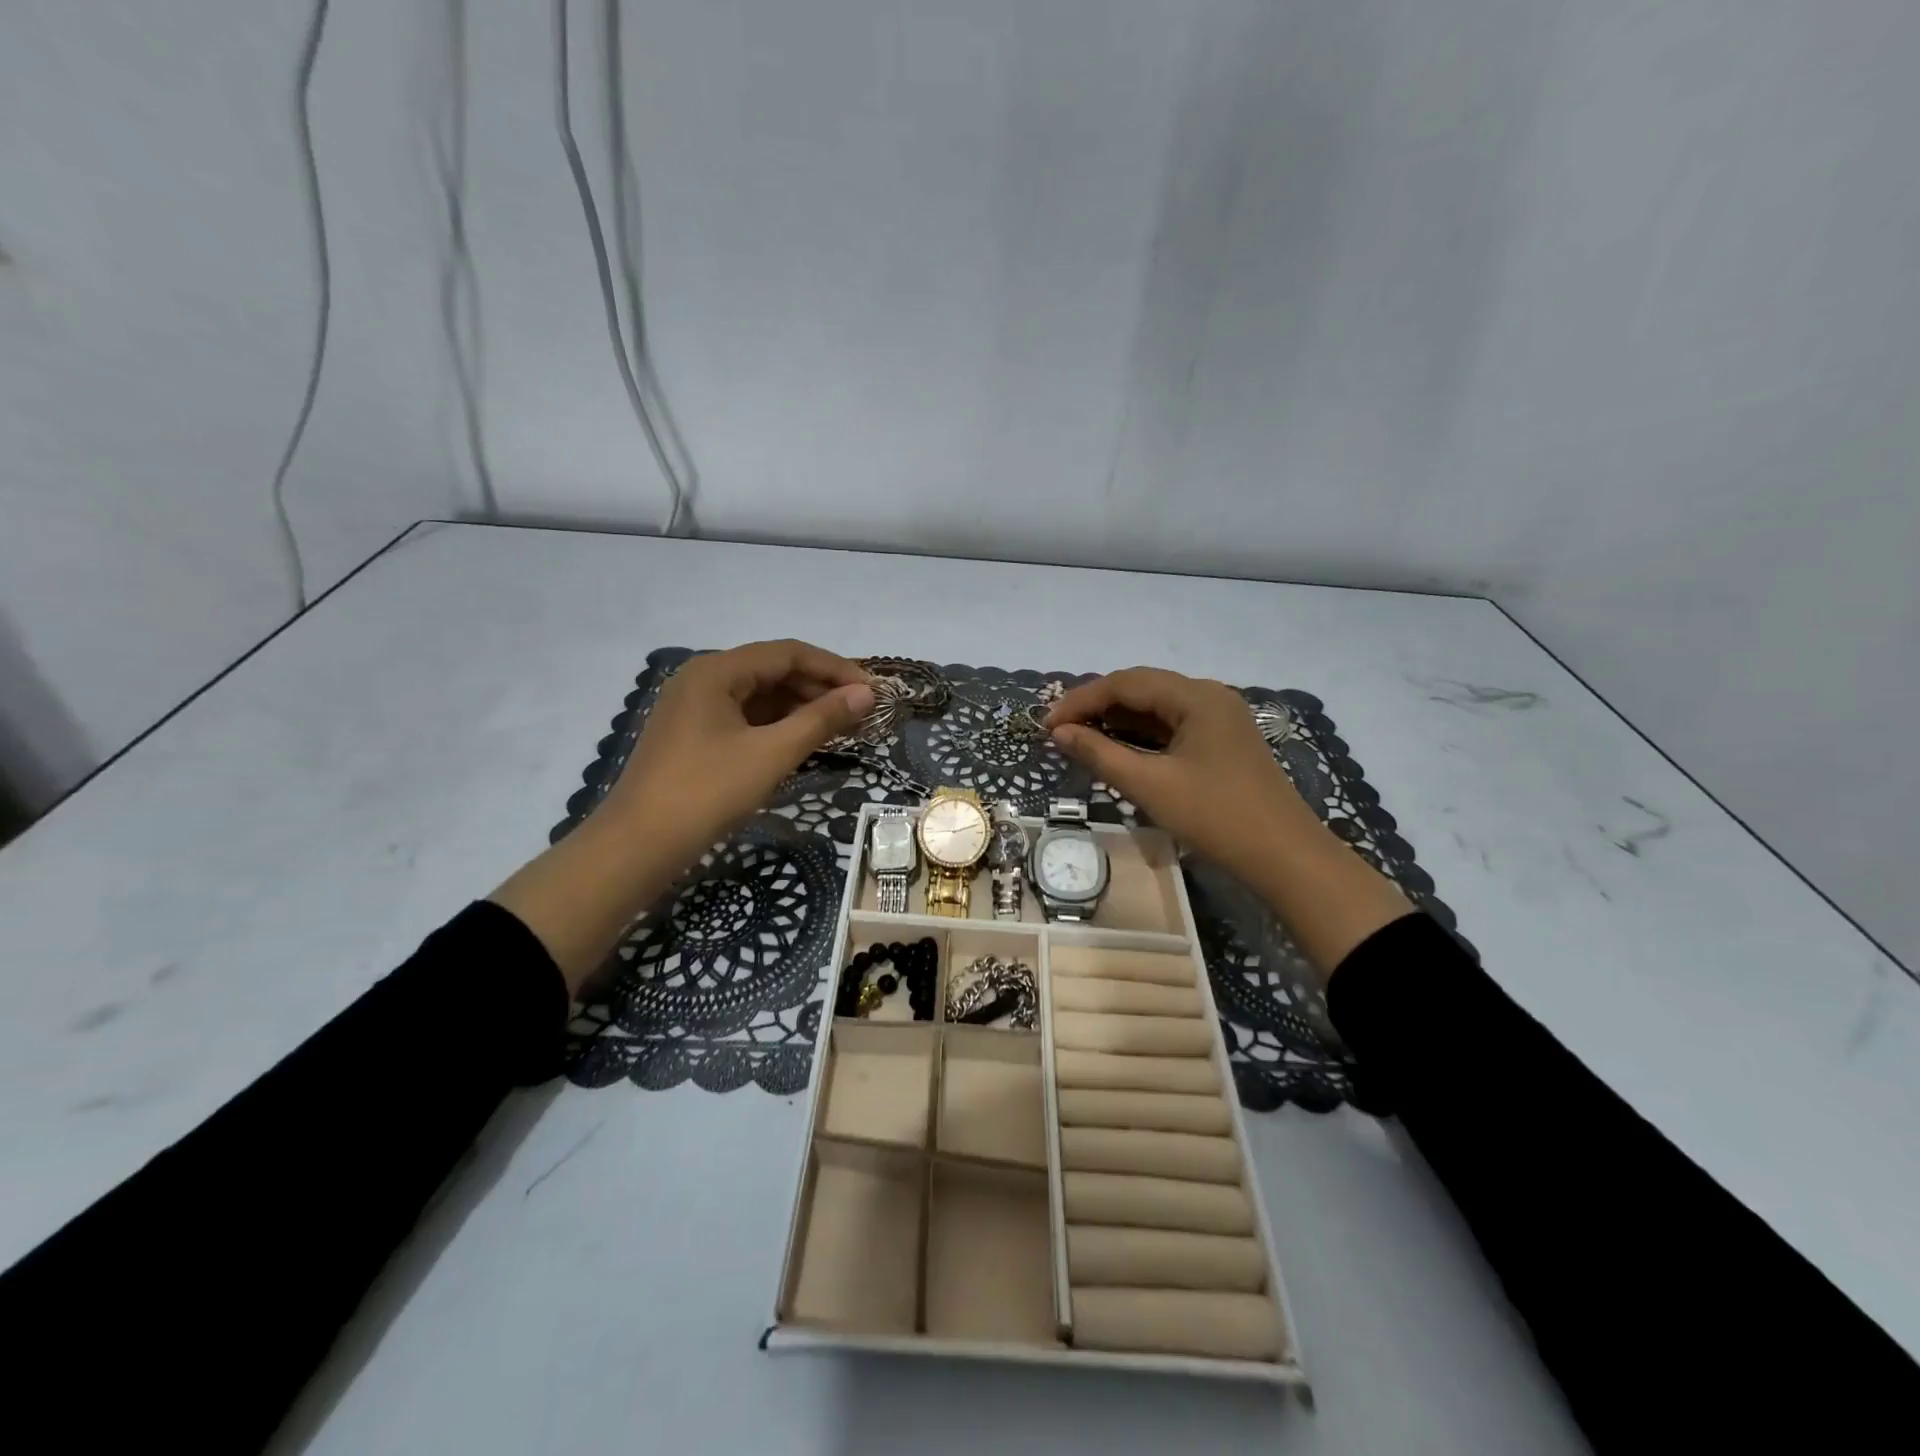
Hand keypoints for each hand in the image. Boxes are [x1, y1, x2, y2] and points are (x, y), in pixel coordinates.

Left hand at [604, 640, 873, 863]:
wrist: (637, 846)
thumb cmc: (707, 792)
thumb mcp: (771, 754)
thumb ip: (821, 719)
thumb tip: (866, 694)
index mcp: (716, 670)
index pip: (788, 653)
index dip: (835, 668)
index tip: (873, 690)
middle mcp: (703, 679)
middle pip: (773, 671)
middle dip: (820, 688)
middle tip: (861, 713)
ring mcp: (695, 708)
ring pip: (760, 696)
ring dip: (801, 708)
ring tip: (841, 728)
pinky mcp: (694, 735)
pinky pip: (746, 719)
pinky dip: (777, 726)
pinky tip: (804, 741)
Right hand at [1047, 666, 1410, 977]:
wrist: (1285, 857)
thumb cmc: (1216, 817)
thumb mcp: (1150, 786)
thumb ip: (1099, 754)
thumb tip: (1059, 733)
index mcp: (1196, 696)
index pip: (1125, 683)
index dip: (1080, 700)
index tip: (1046, 725)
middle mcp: (1209, 696)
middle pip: (1141, 688)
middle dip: (1096, 706)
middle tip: (1060, 730)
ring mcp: (1219, 718)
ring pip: (1156, 708)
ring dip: (1117, 720)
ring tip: (1080, 739)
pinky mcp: (1222, 741)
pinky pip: (1172, 727)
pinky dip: (1141, 735)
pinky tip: (1118, 749)